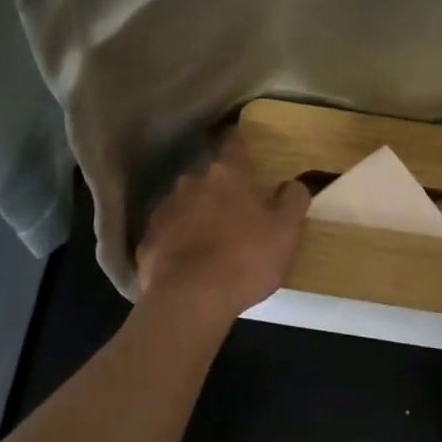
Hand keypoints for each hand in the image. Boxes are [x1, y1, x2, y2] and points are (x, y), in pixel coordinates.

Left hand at [136, 135, 310, 322]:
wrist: (189, 299)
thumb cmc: (245, 259)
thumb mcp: (286, 232)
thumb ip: (293, 201)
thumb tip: (293, 184)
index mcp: (226, 176)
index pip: (233, 144)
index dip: (240, 141)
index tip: (244, 143)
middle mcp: (190, 184)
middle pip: (208, 178)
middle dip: (220, 189)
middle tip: (236, 210)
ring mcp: (164, 211)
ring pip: (185, 205)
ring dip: (197, 215)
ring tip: (211, 240)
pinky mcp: (148, 241)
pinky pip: (168, 234)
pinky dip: (178, 242)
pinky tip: (189, 262)